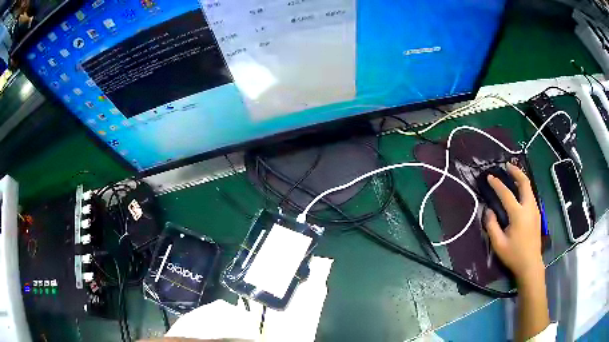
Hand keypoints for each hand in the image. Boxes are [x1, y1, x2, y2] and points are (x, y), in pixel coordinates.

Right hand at [485, 163, 543, 283]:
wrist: (531, 264)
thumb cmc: (514, 255)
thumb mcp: (498, 244)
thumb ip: (492, 226)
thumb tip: (489, 210)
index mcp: (519, 214)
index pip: (507, 194)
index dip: (497, 184)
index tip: (489, 177)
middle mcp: (529, 208)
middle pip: (524, 183)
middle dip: (516, 172)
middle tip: (507, 166)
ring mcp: (535, 210)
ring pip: (529, 188)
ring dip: (521, 178)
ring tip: (513, 175)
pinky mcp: (537, 214)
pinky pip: (531, 195)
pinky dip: (525, 187)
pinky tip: (520, 191)